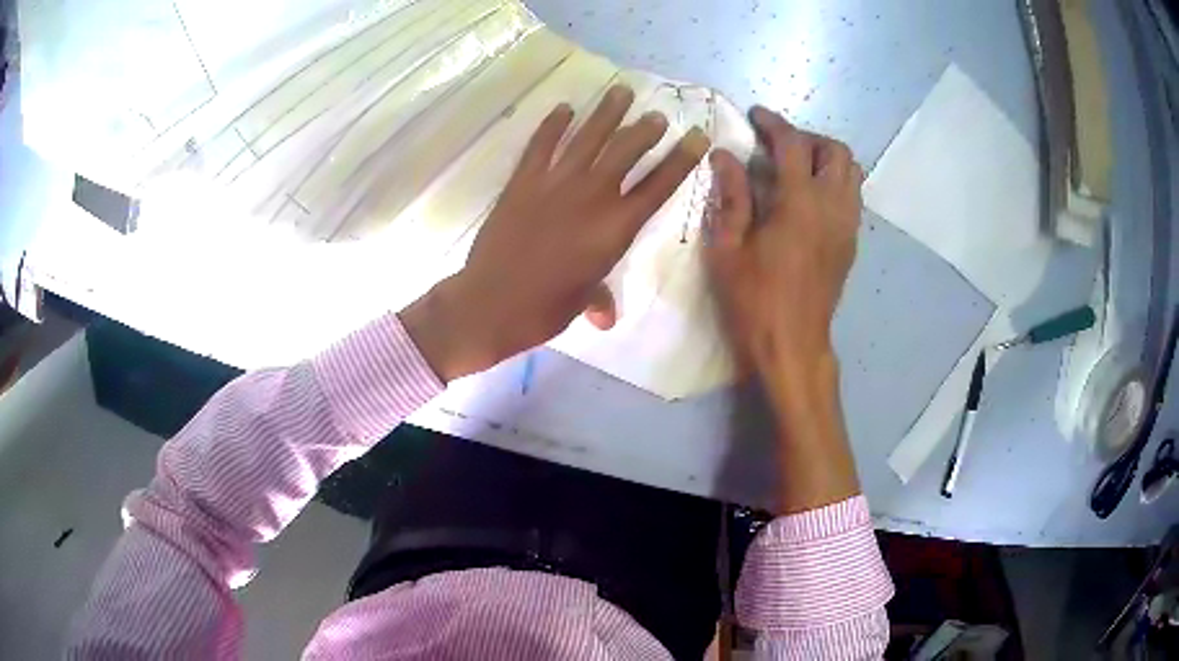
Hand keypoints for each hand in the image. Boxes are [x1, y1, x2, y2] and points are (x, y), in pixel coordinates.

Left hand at [402, 85, 710, 381]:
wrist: (491, 302)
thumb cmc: (545, 309)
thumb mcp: (582, 301)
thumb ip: (598, 298)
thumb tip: (604, 316)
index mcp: (616, 228)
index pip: (659, 186)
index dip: (681, 159)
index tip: (697, 137)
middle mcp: (592, 196)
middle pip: (627, 152)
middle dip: (646, 130)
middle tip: (658, 115)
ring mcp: (555, 183)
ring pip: (588, 138)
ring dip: (607, 112)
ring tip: (621, 90)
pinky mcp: (523, 181)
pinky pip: (541, 144)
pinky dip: (553, 124)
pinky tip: (565, 108)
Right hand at [705, 106, 862, 512]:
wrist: (793, 346)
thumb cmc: (754, 301)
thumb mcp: (728, 249)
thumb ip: (731, 196)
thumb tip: (724, 156)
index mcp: (799, 204)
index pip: (793, 145)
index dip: (774, 123)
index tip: (756, 116)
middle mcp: (833, 207)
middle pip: (836, 151)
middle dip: (807, 138)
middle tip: (779, 147)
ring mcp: (847, 226)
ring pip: (851, 173)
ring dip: (826, 159)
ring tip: (797, 169)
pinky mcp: (851, 243)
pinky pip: (852, 196)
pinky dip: (834, 182)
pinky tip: (809, 199)